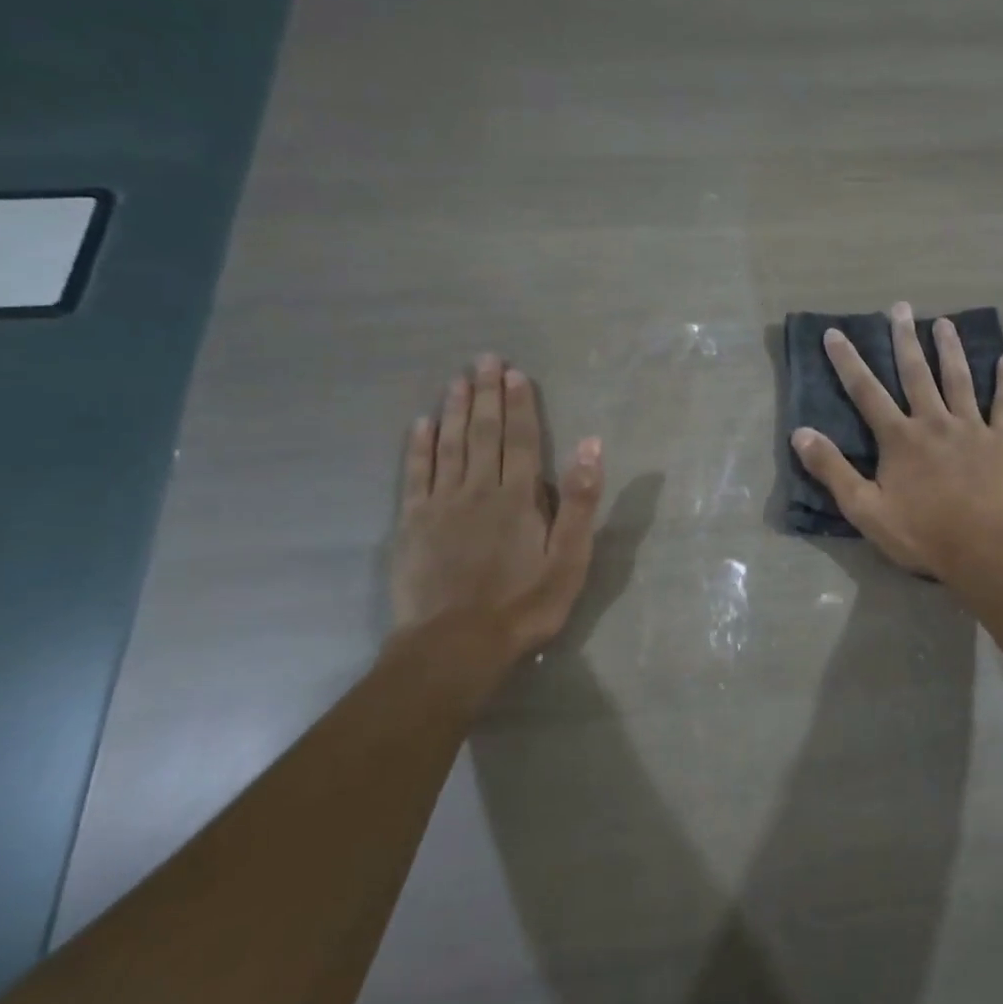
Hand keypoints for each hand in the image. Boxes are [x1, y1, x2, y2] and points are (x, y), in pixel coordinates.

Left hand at [390, 354, 603, 678]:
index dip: (519, 405)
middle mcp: (478, 489)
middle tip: (484, 359)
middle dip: (486, 395)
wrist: (456, 644)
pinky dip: (419, 447)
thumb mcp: (569, 557)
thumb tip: (590, 445)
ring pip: (449, 446)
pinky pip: (416, 475)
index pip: (521, 439)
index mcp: (518, 497)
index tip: (514, 373)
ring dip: (455, 411)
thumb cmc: (525, 603)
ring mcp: (441, 505)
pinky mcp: (413, 524)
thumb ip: (579, 500)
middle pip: (484, 434)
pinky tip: (421, 424)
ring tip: (457, 380)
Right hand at [792, 301, 1002, 579]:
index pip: (866, 392)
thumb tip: (799, 433)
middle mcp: (933, 422)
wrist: (983, 551)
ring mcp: (971, 428)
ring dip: (950, 349)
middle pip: (916, 374)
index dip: (848, 362)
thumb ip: (833, 469)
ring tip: (944, 323)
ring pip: (959, 379)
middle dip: (904, 340)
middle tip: (900, 308)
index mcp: (899, 438)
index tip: (835, 333)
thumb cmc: (921, 534)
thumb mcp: (864, 508)